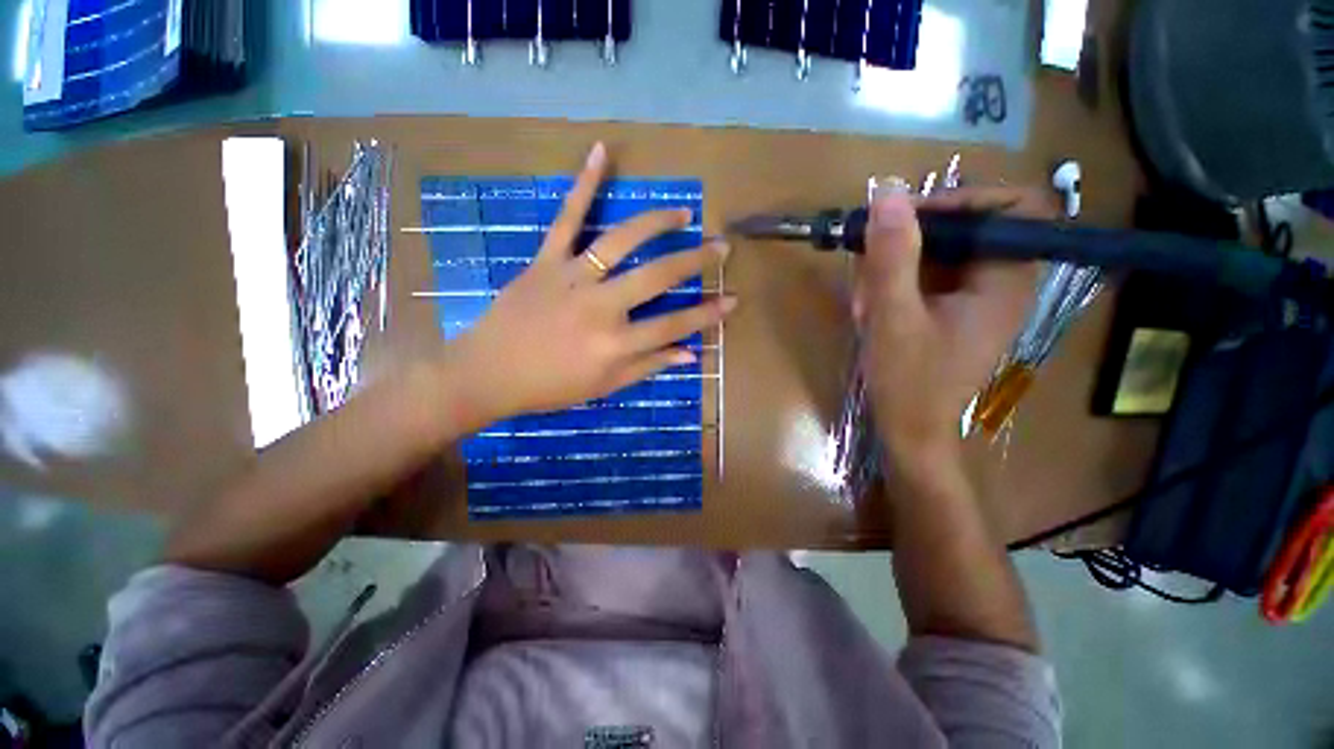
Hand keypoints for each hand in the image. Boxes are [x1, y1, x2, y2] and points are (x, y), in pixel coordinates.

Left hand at [449, 143, 734, 426]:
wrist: (488, 373)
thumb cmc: (551, 387)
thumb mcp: (604, 387)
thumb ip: (648, 367)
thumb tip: (689, 353)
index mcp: (615, 344)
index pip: (673, 325)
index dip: (707, 315)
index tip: (732, 300)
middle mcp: (601, 307)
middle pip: (657, 277)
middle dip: (694, 261)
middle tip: (720, 247)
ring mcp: (572, 278)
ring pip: (620, 241)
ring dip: (656, 223)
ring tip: (682, 214)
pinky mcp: (546, 261)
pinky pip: (566, 219)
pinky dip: (583, 184)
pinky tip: (601, 151)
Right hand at [853, 186, 1054, 471]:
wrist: (911, 432)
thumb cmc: (908, 380)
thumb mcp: (893, 316)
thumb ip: (892, 255)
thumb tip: (889, 191)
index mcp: (1007, 281)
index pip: (1013, 208)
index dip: (964, 200)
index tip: (909, 217)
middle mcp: (1003, 282)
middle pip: (969, 228)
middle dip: (913, 241)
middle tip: (871, 263)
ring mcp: (978, 297)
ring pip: (942, 252)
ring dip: (897, 266)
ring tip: (866, 300)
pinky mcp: (956, 310)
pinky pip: (930, 276)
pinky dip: (898, 284)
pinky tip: (872, 308)